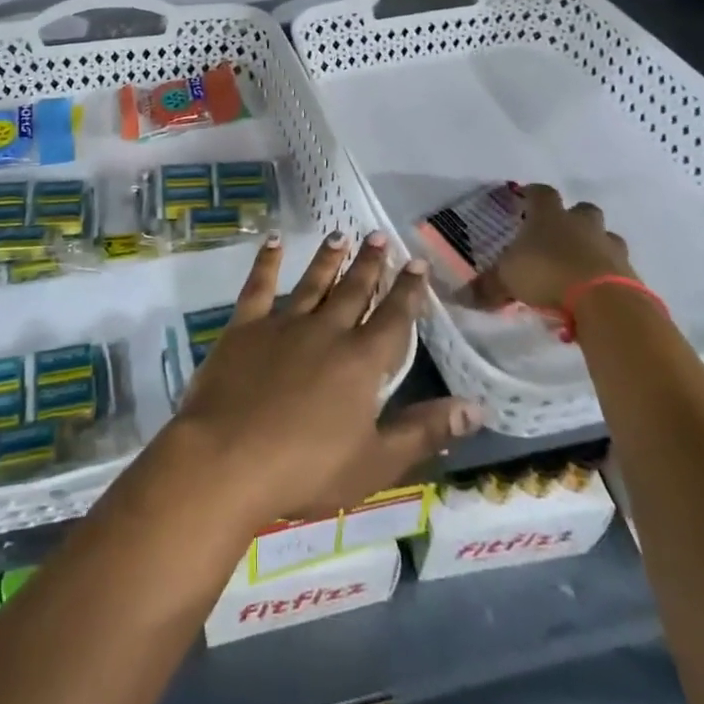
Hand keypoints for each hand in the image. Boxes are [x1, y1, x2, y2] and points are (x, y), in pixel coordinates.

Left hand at [163, 231, 482, 529]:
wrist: (228, 457)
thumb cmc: (307, 469)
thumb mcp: (376, 462)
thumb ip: (424, 431)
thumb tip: (476, 406)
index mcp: (361, 362)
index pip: (394, 318)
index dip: (408, 291)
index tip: (417, 262)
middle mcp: (327, 331)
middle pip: (354, 291)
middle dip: (370, 264)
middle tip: (379, 235)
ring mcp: (283, 324)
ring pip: (313, 282)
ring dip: (329, 259)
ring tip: (340, 235)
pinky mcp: (245, 326)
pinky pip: (258, 285)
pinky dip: (266, 261)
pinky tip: (272, 239)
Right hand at [470, 186, 634, 310]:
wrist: (604, 302)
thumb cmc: (547, 275)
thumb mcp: (508, 281)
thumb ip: (487, 287)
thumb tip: (461, 297)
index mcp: (550, 217)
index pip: (541, 193)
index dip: (532, 194)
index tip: (525, 198)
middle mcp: (582, 225)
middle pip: (582, 210)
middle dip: (573, 219)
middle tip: (560, 235)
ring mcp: (610, 247)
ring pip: (605, 237)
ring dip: (595, 246)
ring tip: (581, 266)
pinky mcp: (629, 273)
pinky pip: (618, 267)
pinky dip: (607, 275)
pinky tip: (595, 292)